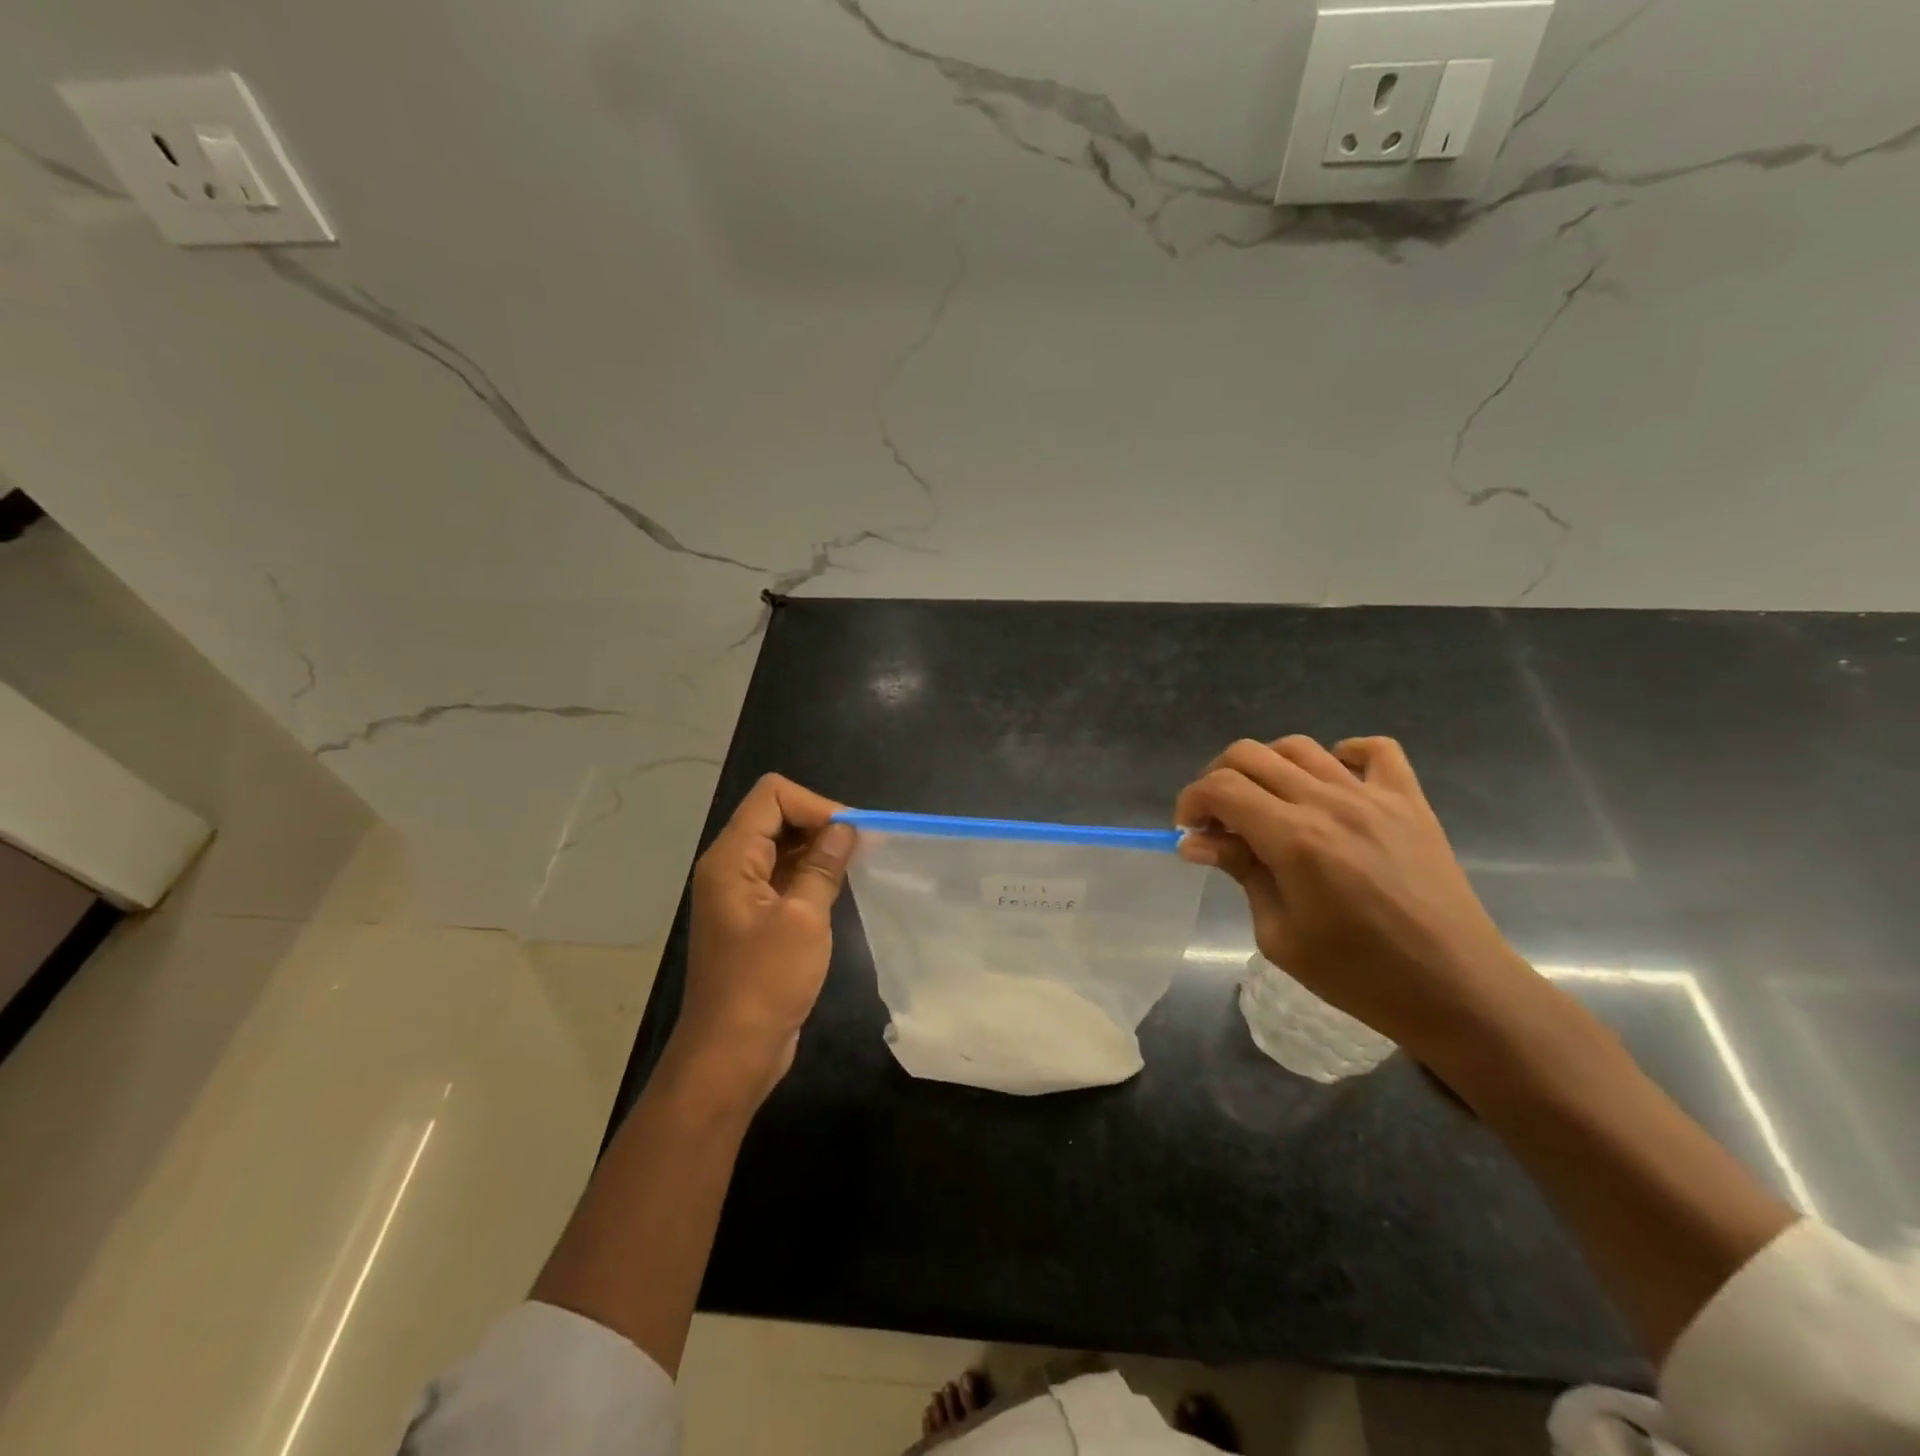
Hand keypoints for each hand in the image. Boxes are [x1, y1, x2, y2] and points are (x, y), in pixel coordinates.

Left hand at [674, 773, 855, 1102]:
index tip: (851, 833)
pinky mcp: (755, 916)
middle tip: (861, 849)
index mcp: (731, 858)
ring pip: (782, 846)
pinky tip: (837, 889)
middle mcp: (731, 866)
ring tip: (855, 867)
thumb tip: (845, 828)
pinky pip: (784, 876)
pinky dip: (811, 873)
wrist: (731, 1054)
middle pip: (776, 816)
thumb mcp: (802, 919)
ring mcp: (741, 892)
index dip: (815, 805)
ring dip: (818, 849)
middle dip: (819, 824)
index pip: (772, 796)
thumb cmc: (764, 983)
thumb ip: (823, 867)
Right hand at [1175, 736, 1537, 1062]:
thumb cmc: (1359, 975)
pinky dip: (1343, 755)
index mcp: (1293, 838)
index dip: (1191, 801)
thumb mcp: (1280, 935)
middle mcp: (1328, 803)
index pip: (1221, 788)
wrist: (1457, 989)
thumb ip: (1240, 873)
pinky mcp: (1410, 801)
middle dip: (1218, 779)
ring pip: (1300, 746)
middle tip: (1218, 820)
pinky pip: (1375, 750)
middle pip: (1250, 755)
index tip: (1188, 832)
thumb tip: (1197, 842)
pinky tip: (1332, 782)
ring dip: (1267, 767)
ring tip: (1267, 803)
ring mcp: (1374, 796)